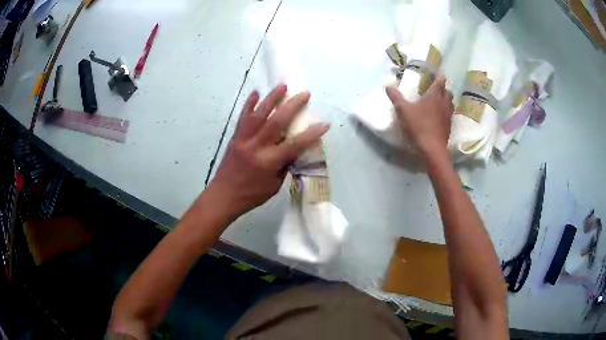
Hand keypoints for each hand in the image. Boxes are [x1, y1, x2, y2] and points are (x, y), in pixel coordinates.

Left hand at [208, 84, 328, 216]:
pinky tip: (255, 92)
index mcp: (268, 162)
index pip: (294, 145)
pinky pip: (243, 117)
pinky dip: (249, 104)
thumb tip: (293, 149)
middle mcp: (256, 147)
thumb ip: (285, 165)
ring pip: (259, 114)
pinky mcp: (235, 137)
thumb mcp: (275, 185)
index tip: (324, 124)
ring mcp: (244, 139)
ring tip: (282, 85)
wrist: (224, 195)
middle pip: (277, 122)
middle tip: (305, 94)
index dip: (311, 134)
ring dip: (271, 98)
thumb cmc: (252, 194)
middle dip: (292, 105)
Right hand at [386, 75, 453, 158]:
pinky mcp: (449, 126)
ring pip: (450, 103)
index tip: (437, 75)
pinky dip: (446, 112)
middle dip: (443, 89)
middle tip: (436, 89)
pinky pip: (449, 115)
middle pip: (448, 92)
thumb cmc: (419, 126)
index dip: (439, 77)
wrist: (432, 149)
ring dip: (446, 100)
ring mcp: (448, 115)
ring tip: (439, 102)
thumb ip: (396, 98)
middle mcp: (444, 103)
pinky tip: (439, 116)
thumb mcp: (403, 111)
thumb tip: (388, 86)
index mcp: (434, 96)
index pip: (440, 81)